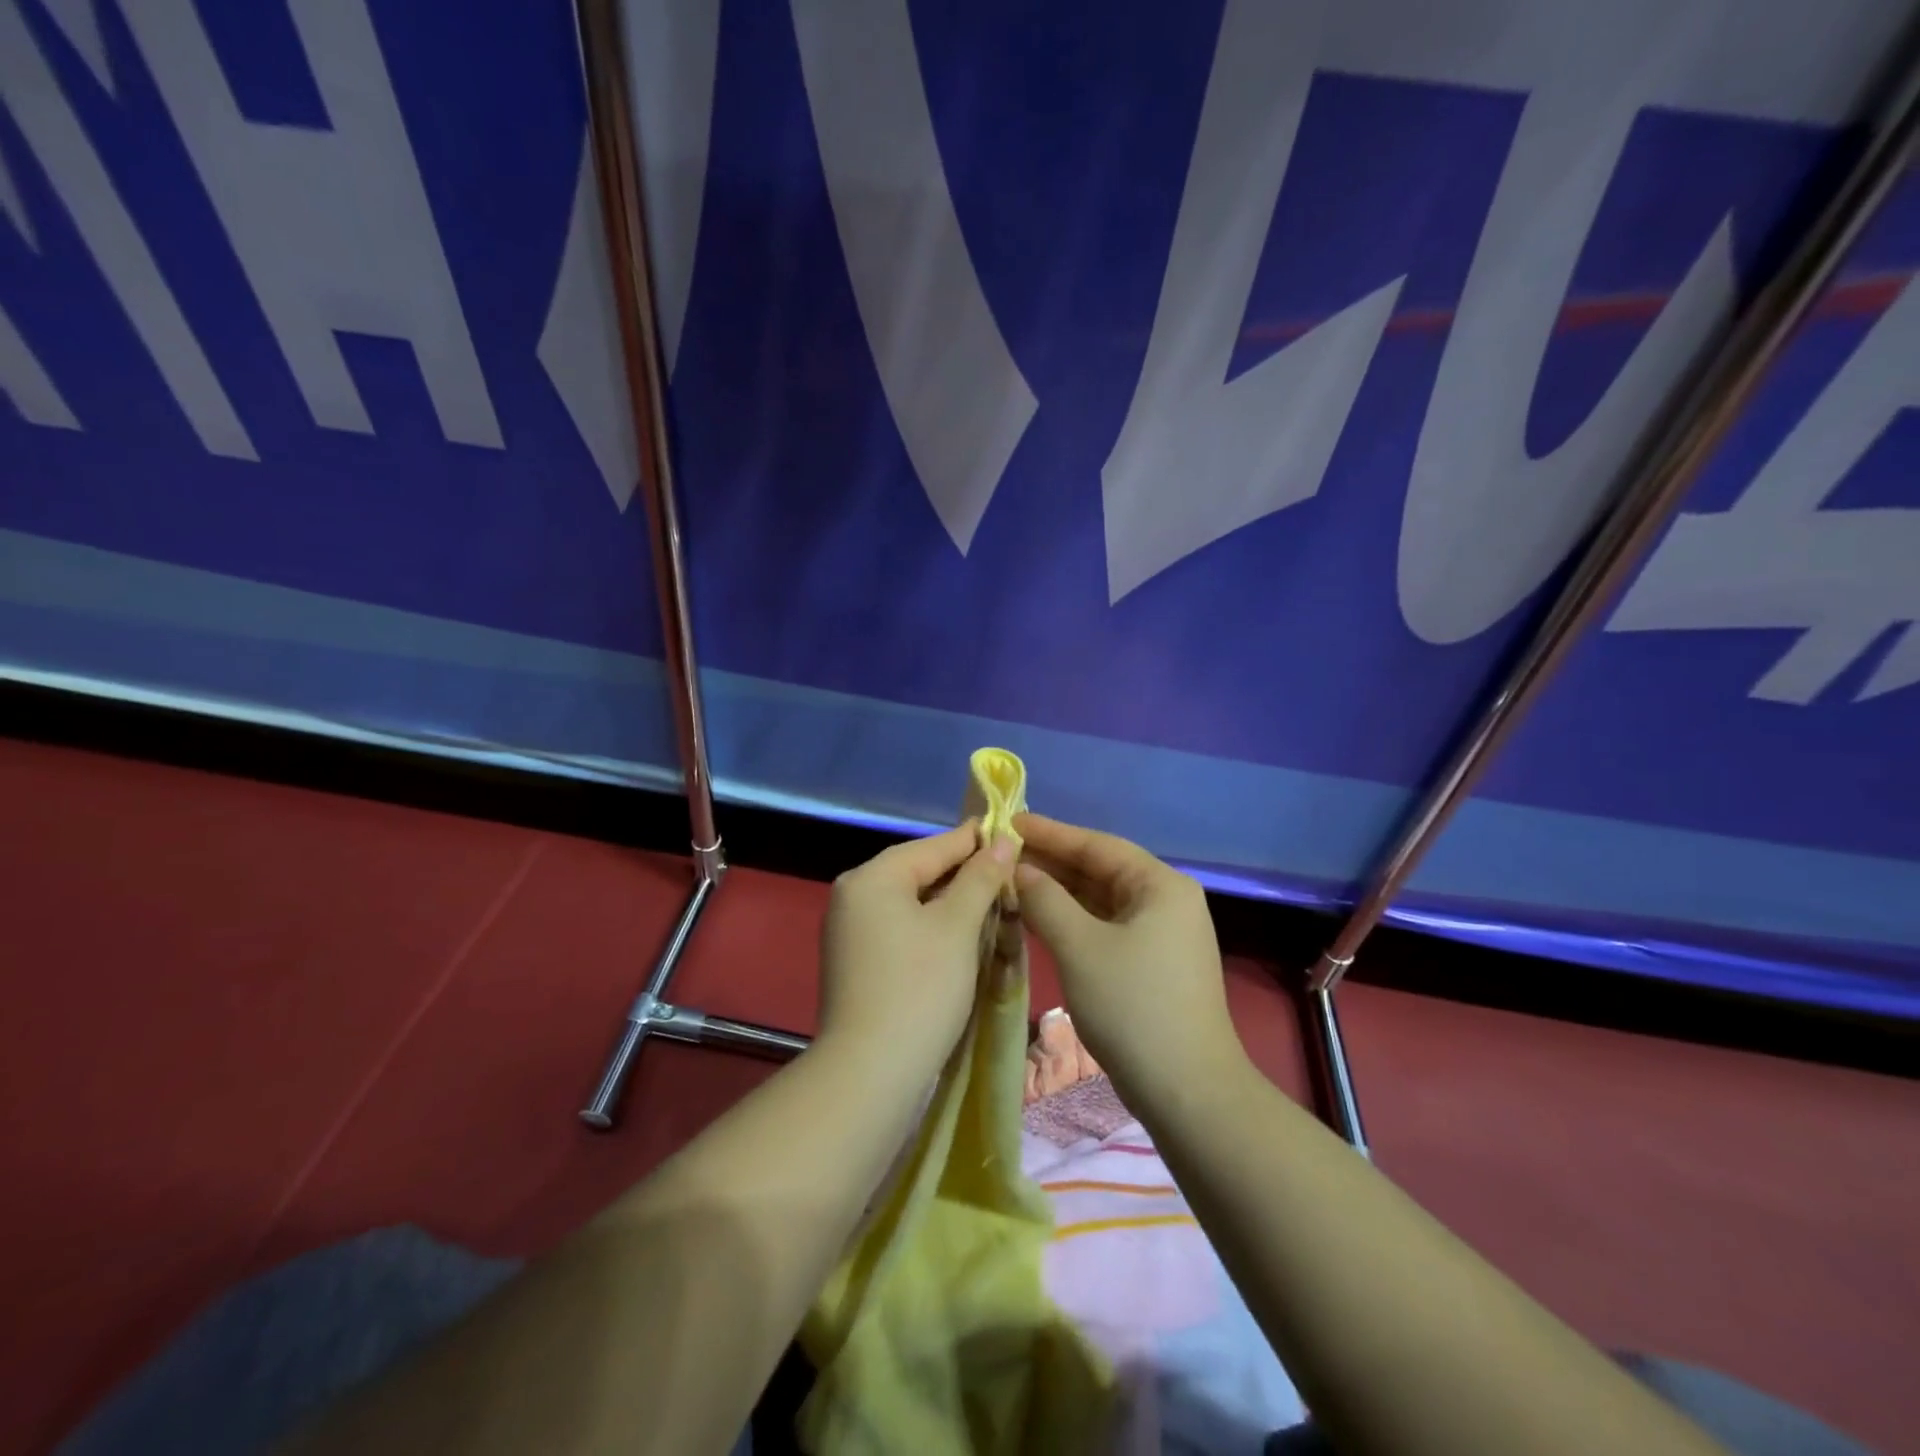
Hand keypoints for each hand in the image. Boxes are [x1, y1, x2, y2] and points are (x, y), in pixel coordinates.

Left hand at [817, 823, 1016, 1078]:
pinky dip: (931, 927)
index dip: (975, 840)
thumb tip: (1001, 841)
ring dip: (951, 903)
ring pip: (911, 902)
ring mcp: (849, 931)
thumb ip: (980, 878)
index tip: (1012, 833)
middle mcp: (853, 896)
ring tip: (993, 903)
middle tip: (1009, 874)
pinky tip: (961, 936)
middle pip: (918, 872)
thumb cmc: (920, 988)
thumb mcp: (958, 927)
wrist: (869, 1073)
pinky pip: (900, 928)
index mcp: (872, 877)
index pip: (933, 846)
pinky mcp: (856, 962)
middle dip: (964, 874)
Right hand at [1012, 813, 1239, 1099]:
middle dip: (1051, 863)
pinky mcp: (1152, 963)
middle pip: (1100, 870)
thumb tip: (1020, 871)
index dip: (1050, 833)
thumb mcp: (1079, 947)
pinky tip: (1038, 918)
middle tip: (1002, 854)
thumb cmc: (1133, 1007)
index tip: (1009, 822)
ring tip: (1011, 882)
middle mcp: (1166, 900)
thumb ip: (1045, 900)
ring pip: (1100, 900)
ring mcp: (1162, 934)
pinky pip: (1106, 926)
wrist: (1187, 1092)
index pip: (1097, 844)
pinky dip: (1072, 920)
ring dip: (1058, 893)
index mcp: (1160, 885)